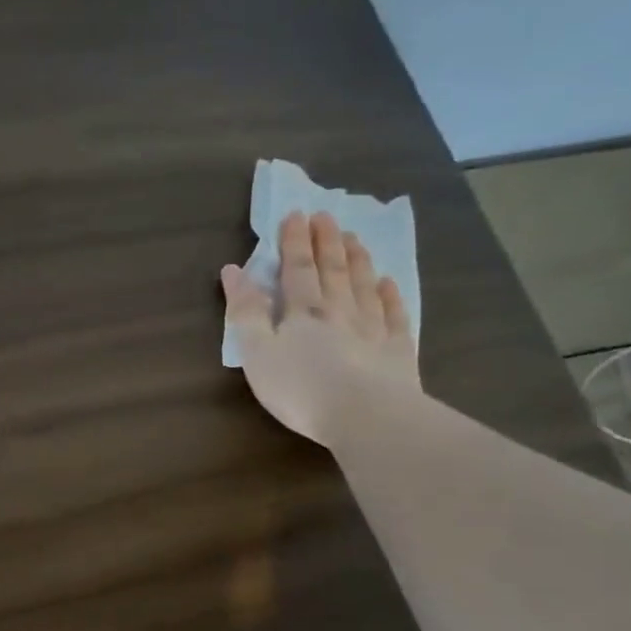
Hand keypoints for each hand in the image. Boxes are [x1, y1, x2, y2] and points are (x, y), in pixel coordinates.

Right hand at [221, 210, 420, 444]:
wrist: (366, 416)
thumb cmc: (300, 388)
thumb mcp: (256, 352)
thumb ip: (245, 312)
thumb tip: (233, 271)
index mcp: (302, 312)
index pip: (297, 269)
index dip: (295, 242)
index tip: (295, 214)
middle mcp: (339, 311)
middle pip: (333, 270)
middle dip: (326, 242)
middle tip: (325, 216)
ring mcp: (372, 329)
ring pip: (364, 285)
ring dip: (357, 260)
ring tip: (354, 238)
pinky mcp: (397, 351)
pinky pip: (394, 315)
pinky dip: (390, 296)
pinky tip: (389, 282)